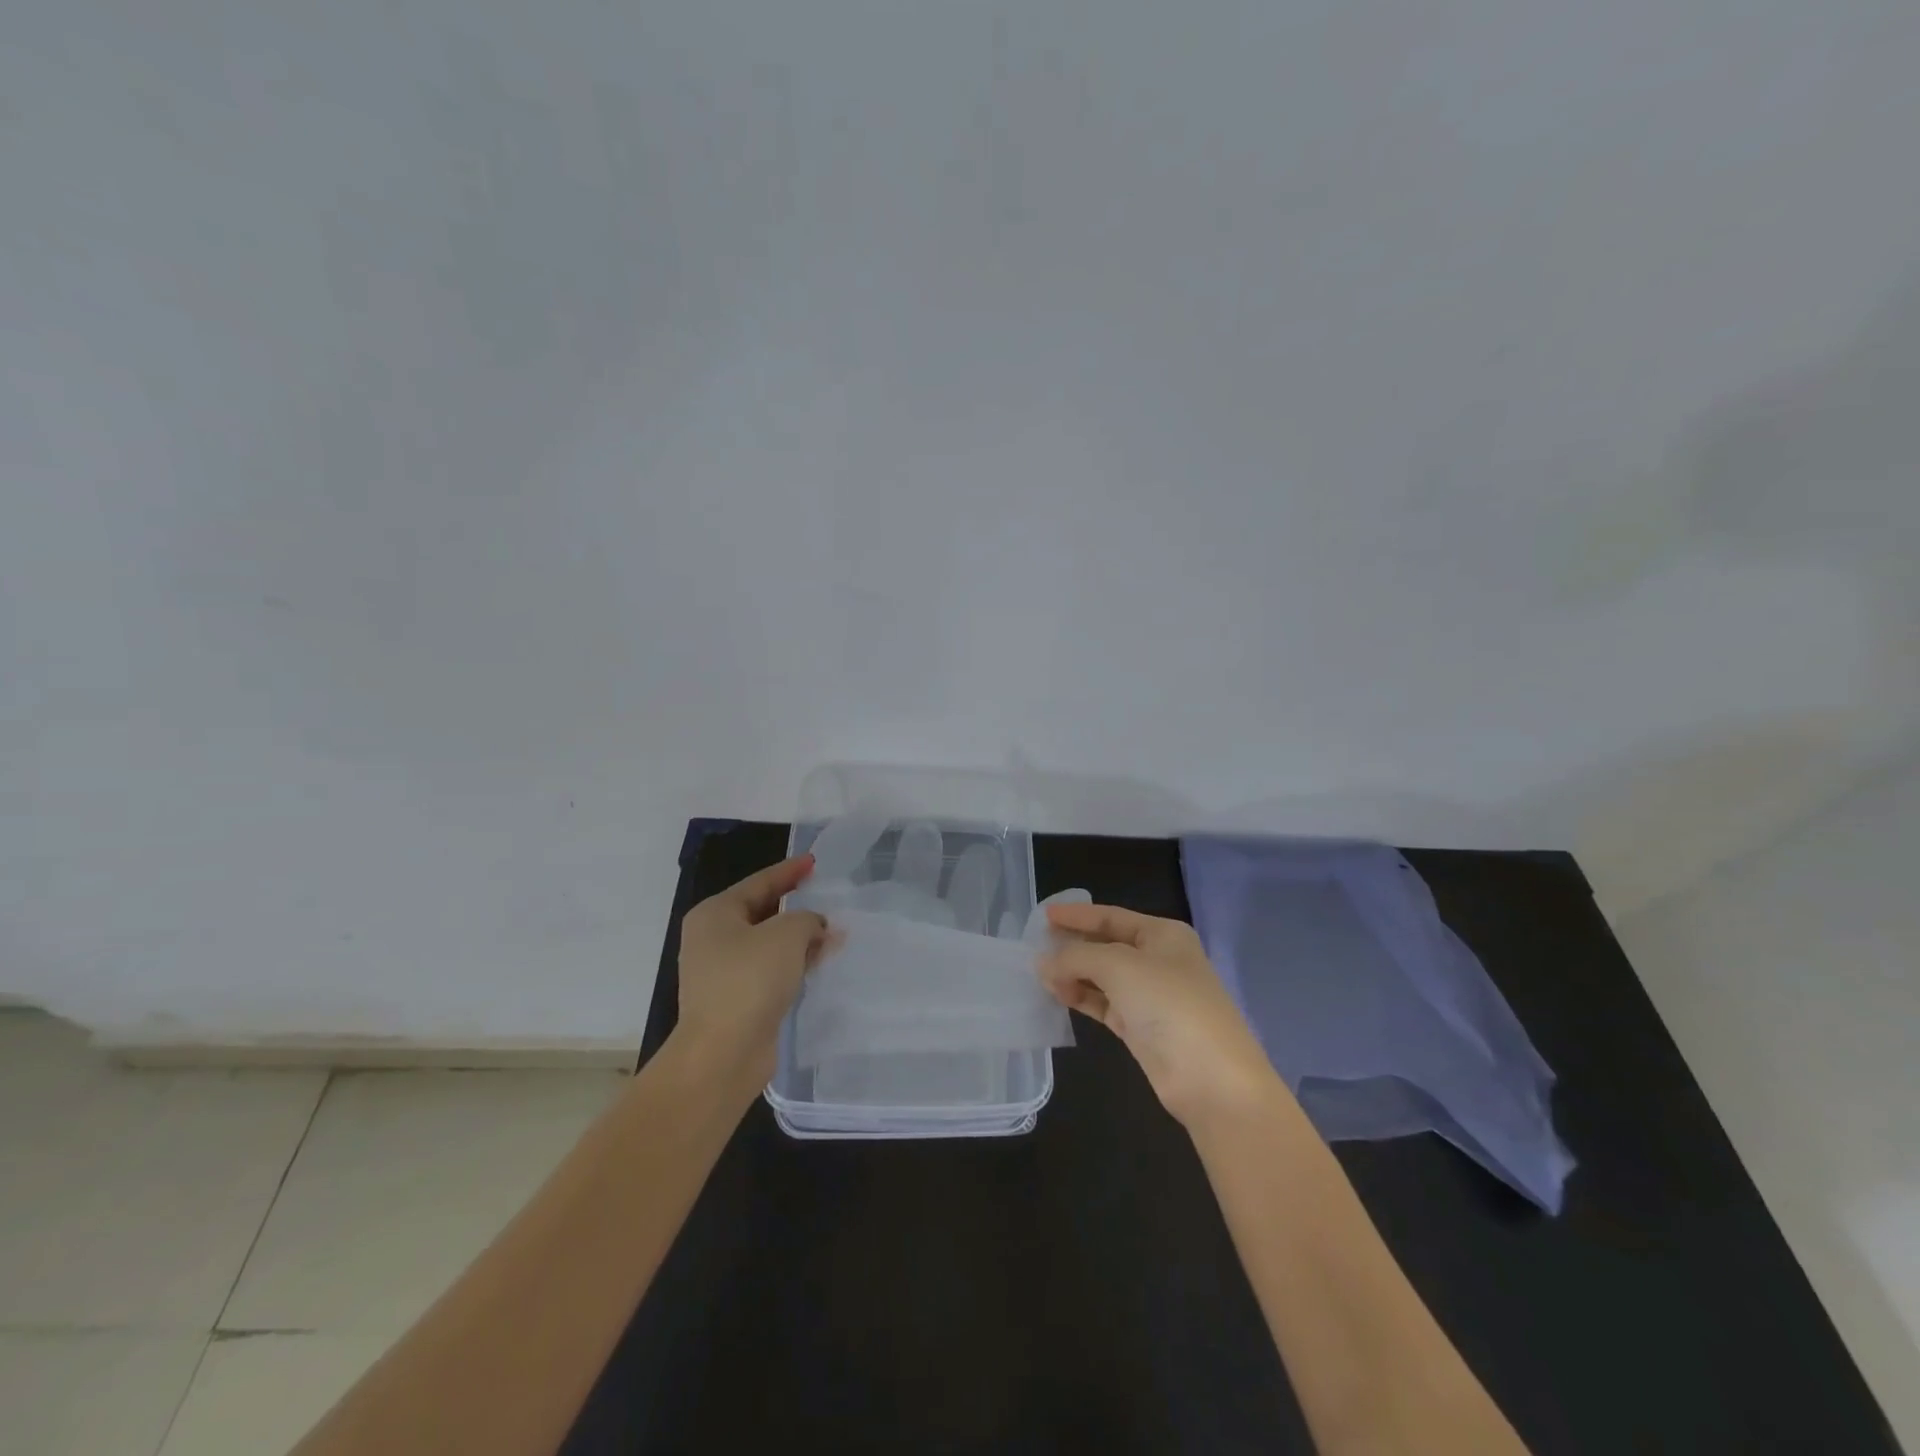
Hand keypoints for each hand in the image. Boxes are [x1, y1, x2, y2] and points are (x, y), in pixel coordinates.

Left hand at [673, 855, 830, 1094]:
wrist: (723, 1054)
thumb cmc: (749, 980)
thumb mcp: (786, 935)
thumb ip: (808, 920)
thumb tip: (819, 928)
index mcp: (715, 914)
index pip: (759, 882)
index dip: (789, 871)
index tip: (814, 863)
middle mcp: (713, 939)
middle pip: (762, 912)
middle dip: (797, 908)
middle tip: (829, 899)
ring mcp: (723, 973)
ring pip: (769, 945)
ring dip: (800, 939)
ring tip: (834, 933)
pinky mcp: (738, 1001)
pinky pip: (771, 972)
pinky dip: (794, 964)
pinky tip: (819, 964)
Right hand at [1039, 901, 1281, 1127]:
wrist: (1212, 1080)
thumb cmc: (1169, 1005)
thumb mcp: (1119, 967)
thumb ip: (1077, 957)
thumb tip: (1044, 962)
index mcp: (1163, 935)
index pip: (1112, 916)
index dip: (1077, 915)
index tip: (1043, 915)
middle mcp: (1158, 960)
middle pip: (1106, 945)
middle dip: (1073, 946)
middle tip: (1034, 946)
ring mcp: (1150, 996)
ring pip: (1102, 976)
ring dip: (1073, 973)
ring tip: (1039, 975)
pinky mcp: (1141, 1028)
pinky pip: (1104, 1003)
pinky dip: (1081, 997)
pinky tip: (1057, 995)